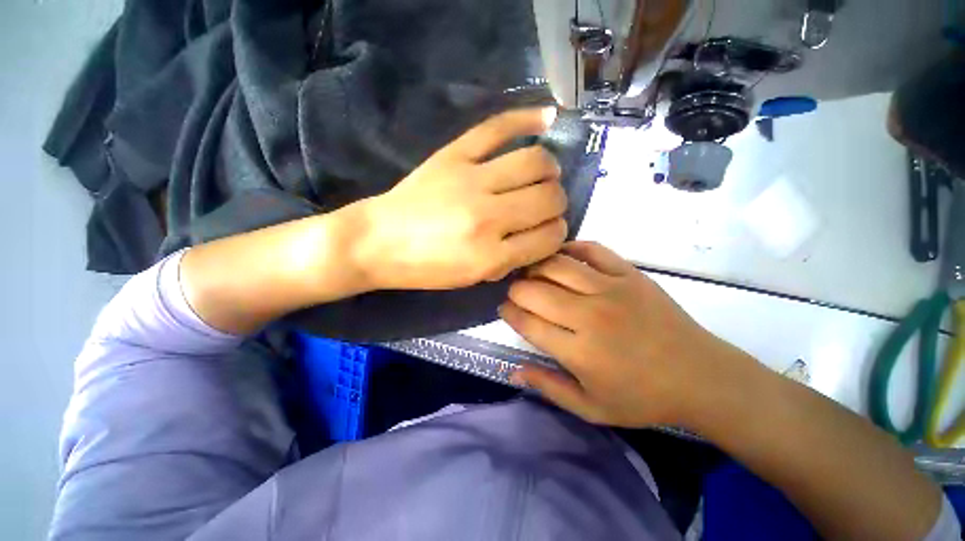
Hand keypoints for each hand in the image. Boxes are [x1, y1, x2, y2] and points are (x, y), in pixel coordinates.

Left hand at [352, 108, 568, 290]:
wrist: (378, 242)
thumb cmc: (426, 268)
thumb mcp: (474, 279)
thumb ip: (513, 260)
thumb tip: (543, 236)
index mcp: (490, 256)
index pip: (549, 237)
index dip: (556, 234)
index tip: (549, 231)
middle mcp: (487, 217)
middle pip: (550, 198)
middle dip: (556, 204)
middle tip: (545, 205)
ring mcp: (470, 180)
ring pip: (536, 162)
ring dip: (549, 171)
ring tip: (543, 176)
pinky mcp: (454, 154)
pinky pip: (498, 127)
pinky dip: (528, 118)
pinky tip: (547, 118)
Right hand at [500, 242, 760, 428]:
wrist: (700, 376)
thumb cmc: (642, 398)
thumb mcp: (591, 408)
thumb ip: (549, 387)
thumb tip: (514, 371)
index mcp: (578, 351)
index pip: (526, 322)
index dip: (508, 313)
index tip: (504, 309)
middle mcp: (589, 315)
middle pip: (534, 291)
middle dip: (516, 290)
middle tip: (516, 294)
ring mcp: (610, 289)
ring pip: (557, 265)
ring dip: (536, 267)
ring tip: (532, 273)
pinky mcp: (630, 274)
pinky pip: (592, 250)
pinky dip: (571, 248)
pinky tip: (561, 256)